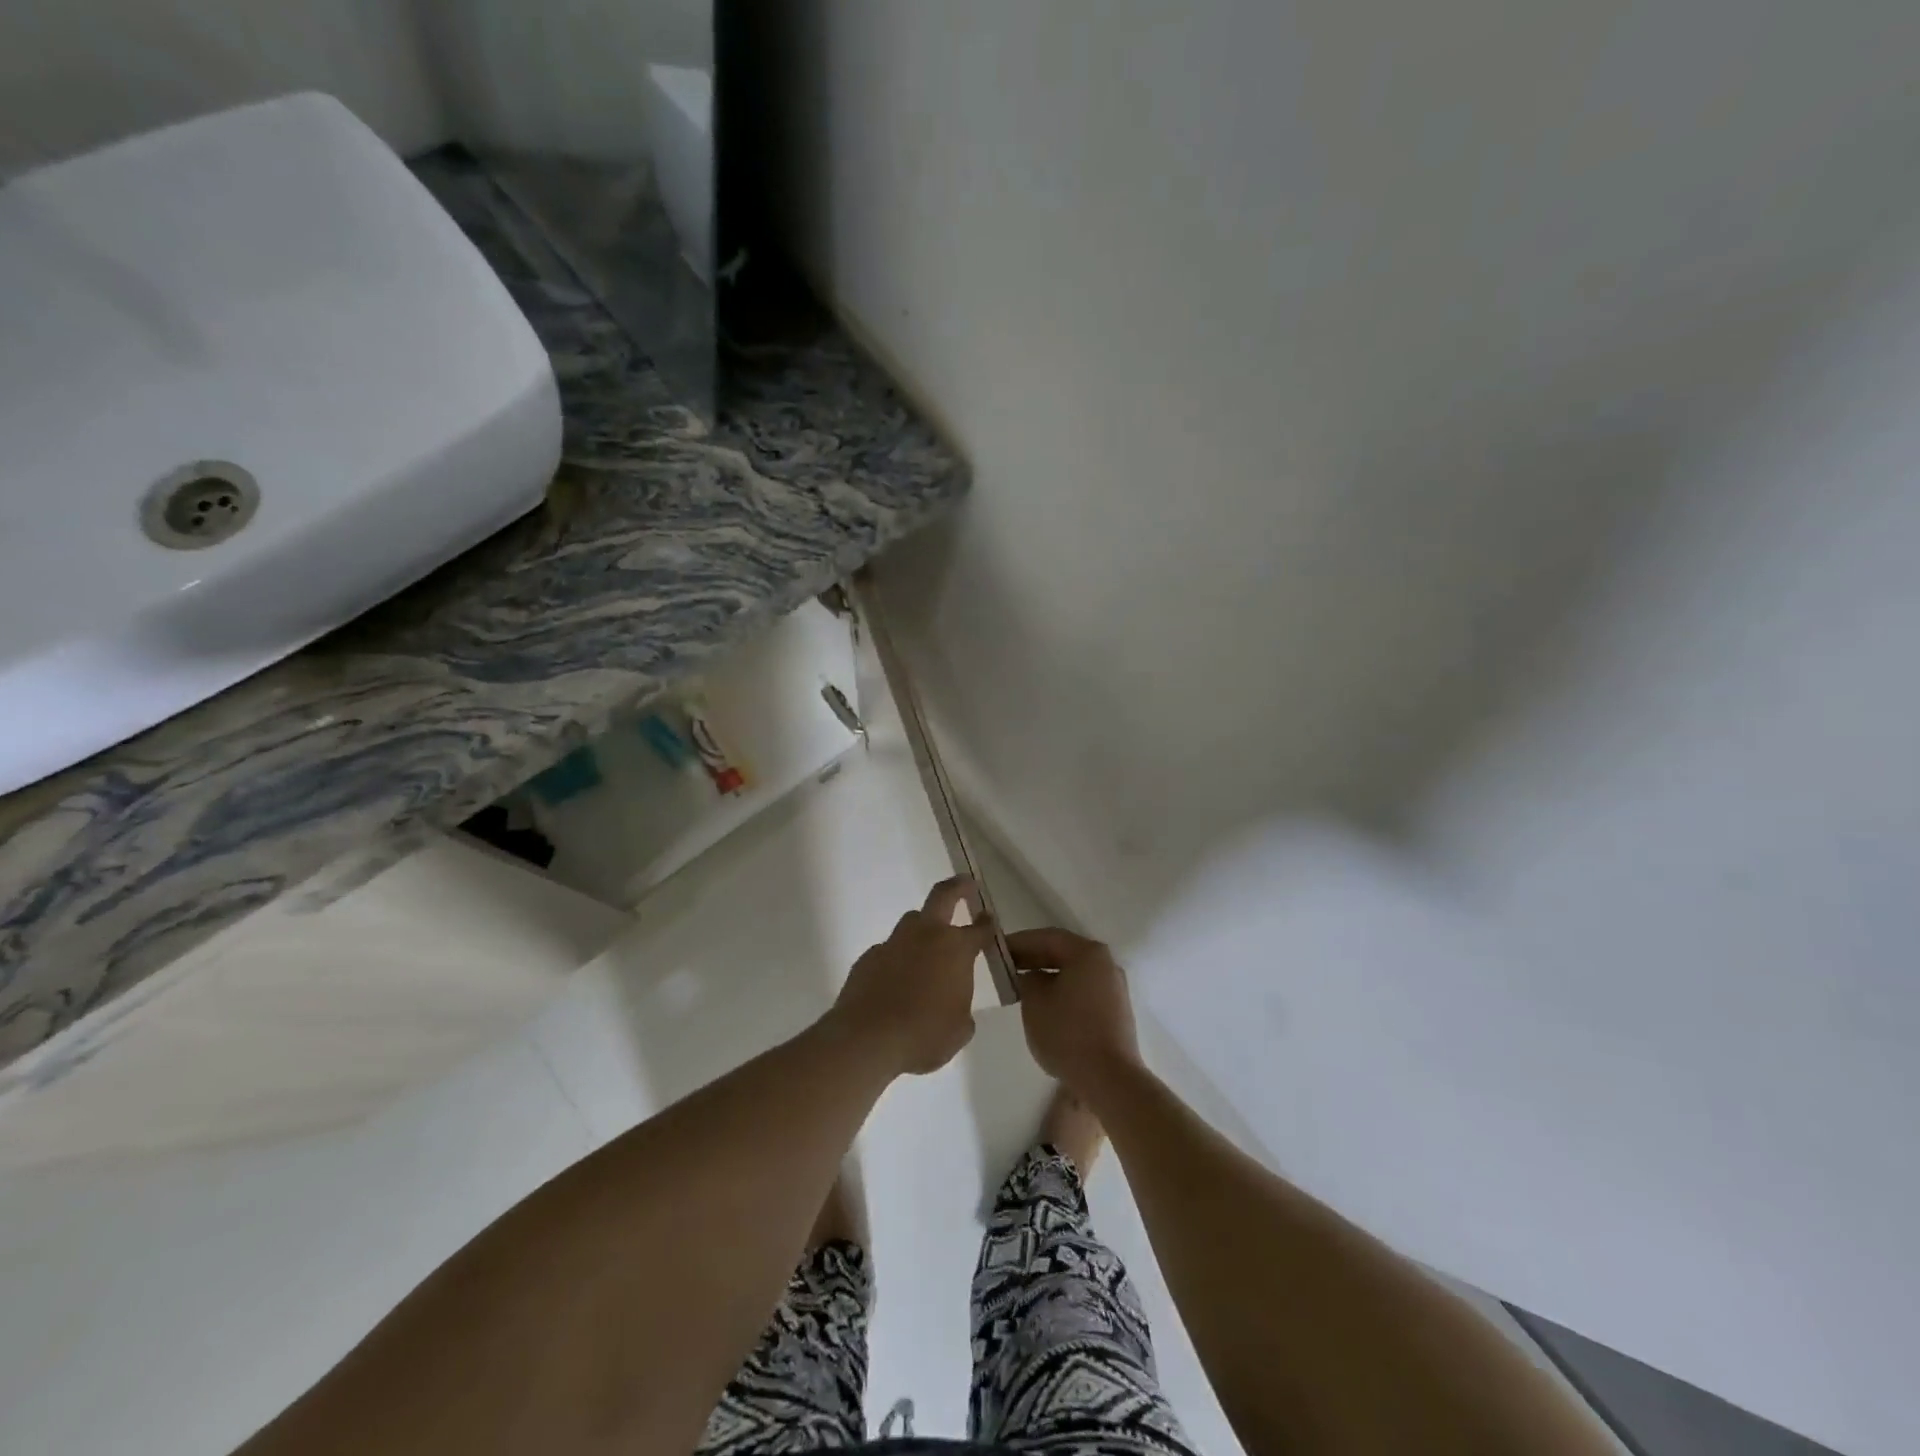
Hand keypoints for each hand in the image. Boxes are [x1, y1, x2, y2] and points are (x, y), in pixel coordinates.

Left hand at [828, 878, 993, 1074]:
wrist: (867, 1040)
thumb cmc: (924, 1035)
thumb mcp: (958, 1030)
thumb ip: (962, 1009)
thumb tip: (955, 1004)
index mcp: (955, 949)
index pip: (979, 930)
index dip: (987, 924)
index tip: (989, 920)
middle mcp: (925, 936)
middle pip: (942, 896)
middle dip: (957, 887)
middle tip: (966, 883)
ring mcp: (893, 943)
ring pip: (911, 922)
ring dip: (922, 928)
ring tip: (927, 949)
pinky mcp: (868, 958)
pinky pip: (889, 951)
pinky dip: (897, 960)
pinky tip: (896, 983)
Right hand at [1007, 928, 1143, 1096]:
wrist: (1109, 1079)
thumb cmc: (1068, 1033)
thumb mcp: (1035, 1002)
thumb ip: (1028, 979)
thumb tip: (1031, 976)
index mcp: (1088, 953)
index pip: (1048, 938)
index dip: (1020, 942)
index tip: (997, 949)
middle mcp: (1106, 963)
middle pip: (1064, 952)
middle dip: (1034, 958)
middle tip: (1007, 966)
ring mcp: (1114, 988)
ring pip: (1074, 972)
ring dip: (1048, 975)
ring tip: (1022, 986)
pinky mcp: (1116, 1011)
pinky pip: (1084, 990)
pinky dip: (1063, 990)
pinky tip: (1046, 1005)